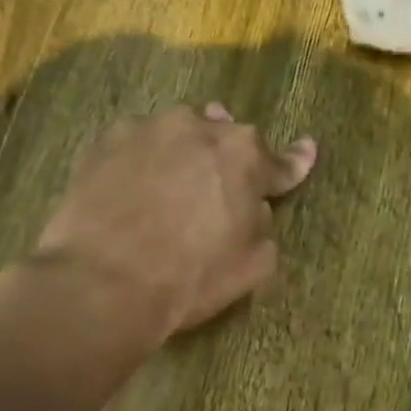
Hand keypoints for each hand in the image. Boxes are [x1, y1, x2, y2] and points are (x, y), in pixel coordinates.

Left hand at [32, 104, 316, 339]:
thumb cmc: (190, 277)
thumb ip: (264, 224)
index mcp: (245, 156)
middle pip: (225, 137)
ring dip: (185, 149)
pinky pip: (138, 141)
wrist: (103, 282)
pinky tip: (134, 180)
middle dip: (229, 156)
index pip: (280, 161)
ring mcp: (149, 128)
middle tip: (221, 182)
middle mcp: (200, 127)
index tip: (306, 152)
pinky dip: (143, 156)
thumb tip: (255, 207)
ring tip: (175, 176)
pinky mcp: (105, 140)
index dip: (294, 163)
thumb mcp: (253, 264)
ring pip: (179, 131)